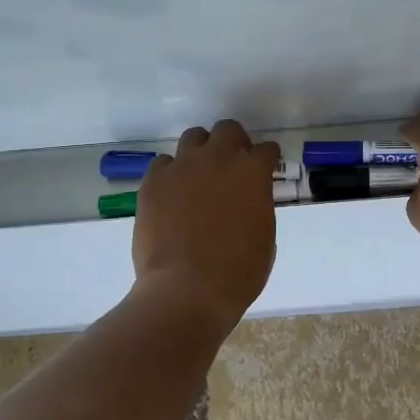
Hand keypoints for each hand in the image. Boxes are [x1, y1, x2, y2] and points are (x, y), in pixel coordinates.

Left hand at [132, 119, 280, 329]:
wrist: (187, 289)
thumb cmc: (238, 272)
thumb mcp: (264, 237)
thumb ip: (257, 207)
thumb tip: (247, 202)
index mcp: (252, 173)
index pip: (266, 150)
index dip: (267, 159)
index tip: (266, 167)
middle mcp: (218, 159)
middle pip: (227, 130)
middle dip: (234, 142)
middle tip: (233, 163)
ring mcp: (182, 167)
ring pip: (193, 137)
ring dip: (201, 150)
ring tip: (200, 172)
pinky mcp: (153, 182)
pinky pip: (163, 163)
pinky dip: (171, 173)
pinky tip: (173, 192)